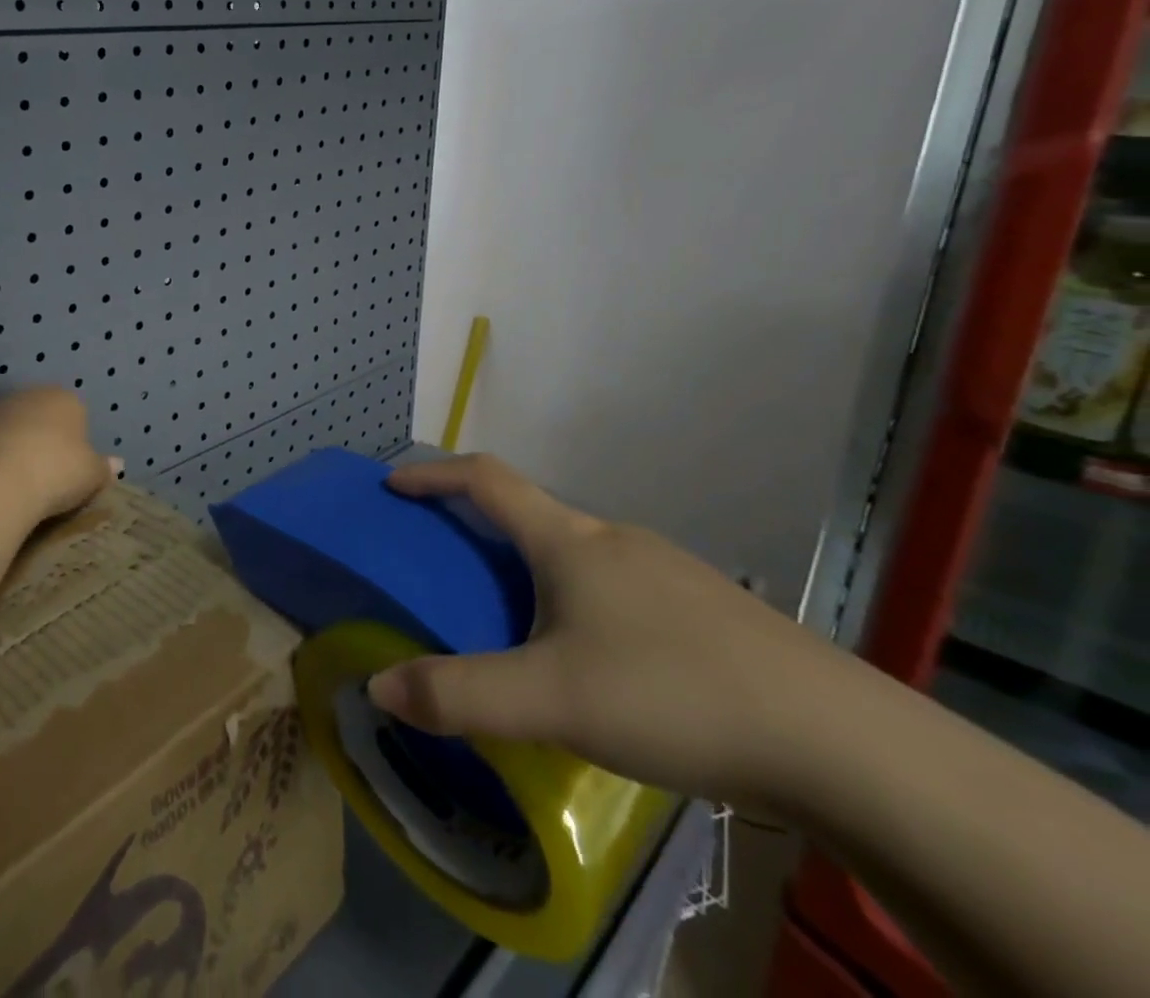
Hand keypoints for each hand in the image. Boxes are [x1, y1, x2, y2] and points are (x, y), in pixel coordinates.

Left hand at [0, 387, 119, 528]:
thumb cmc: (58, 471)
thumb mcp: (92, 474)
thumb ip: (104, 467)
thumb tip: (116, 464)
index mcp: (67, 398)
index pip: (78, 415)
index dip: (79, 444)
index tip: (75, 470)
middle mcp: (33, 395)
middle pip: (46, 418)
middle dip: (48, 441)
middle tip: (52, 476)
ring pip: (19, 430)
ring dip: (22, 449)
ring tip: (26, 484)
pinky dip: (1, 460)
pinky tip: (3, 484)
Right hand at [367, 455, 849, 807]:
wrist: (842, 743)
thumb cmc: (673, 694)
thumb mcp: (551, 700)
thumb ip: (459, 694)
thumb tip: (378, 688)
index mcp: (570, 541)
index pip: (486, 479)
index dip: (434, 475)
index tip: (395, 486)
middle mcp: (615, 539)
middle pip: (532, 515)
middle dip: (481, 530)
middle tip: (450, 572)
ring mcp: (668, 571)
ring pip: (579, 556)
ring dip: (534, 571)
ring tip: (521, 628)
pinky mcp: (707, 611)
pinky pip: (620, 588)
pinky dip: (582, 603)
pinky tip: (601, 665)